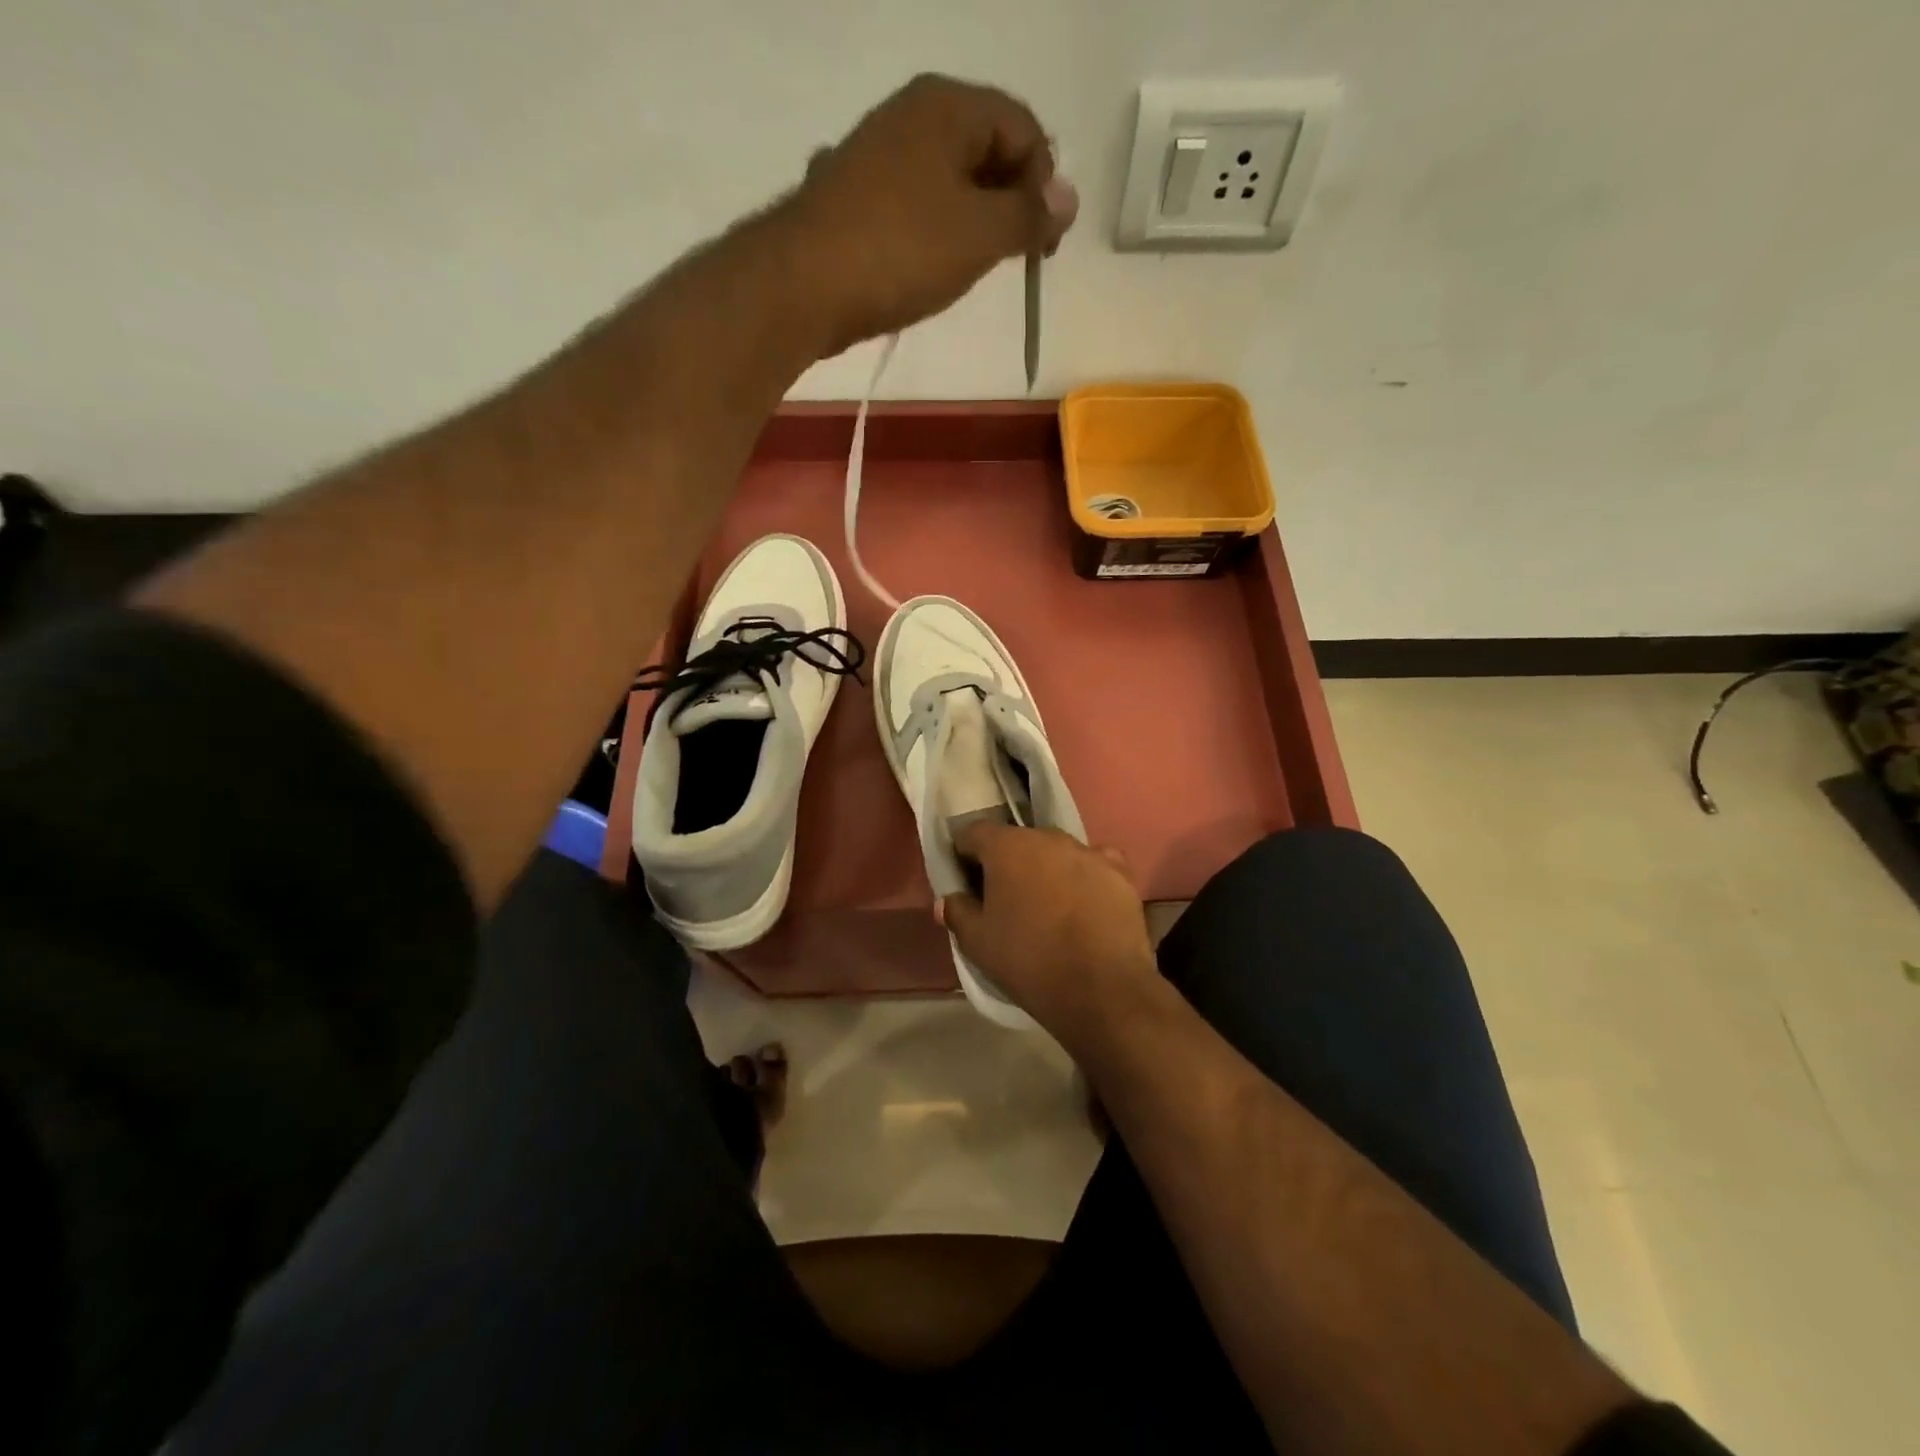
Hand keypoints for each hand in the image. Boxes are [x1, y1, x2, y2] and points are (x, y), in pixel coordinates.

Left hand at [784, 75, 1079, 354]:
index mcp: (946, 106)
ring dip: (971, 224)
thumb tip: (1067, 200)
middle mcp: (910, 116)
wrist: (802, 286)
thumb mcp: (980, 235)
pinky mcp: (854, 199)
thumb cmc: (901, 251)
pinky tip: (927, 269)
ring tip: (969, 270)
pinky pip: (913, 207)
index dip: (1044, 185)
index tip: (1043, 245)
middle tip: (1010, 260)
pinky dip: (932, 234)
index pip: (1022, 128)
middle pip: (984, 151)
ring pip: (947, 183)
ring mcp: (875, 156)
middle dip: (1008, 204)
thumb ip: (1029, 216)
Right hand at [938, 821, 1162, 1044]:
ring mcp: (1087, 850)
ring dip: (1046, 869)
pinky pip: (1093, 863)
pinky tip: (1084, 903)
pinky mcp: (1119, 870)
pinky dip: (1084, 876)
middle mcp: (1047, 837)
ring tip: (1047, 905)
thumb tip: (948, 899)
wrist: (1101, 988)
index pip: (974, 832)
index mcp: (1006, 846)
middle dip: (1007, 862)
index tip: (965, 879)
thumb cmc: (1029, 960)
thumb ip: (957, 912)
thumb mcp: (978, 943)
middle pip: (1017, 840)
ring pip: (1056, 851)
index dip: (964, 853)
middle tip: (1004, 897)